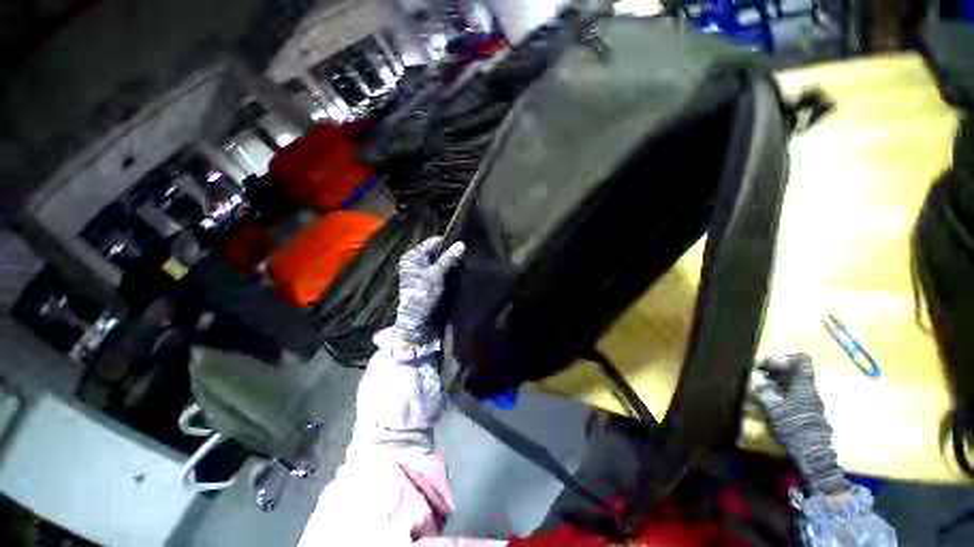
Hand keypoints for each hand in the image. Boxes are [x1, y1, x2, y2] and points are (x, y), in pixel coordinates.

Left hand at [393, 237, 465, 342]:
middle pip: (438, 252)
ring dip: (453, 263)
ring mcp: (424, 273)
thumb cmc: (423, 296)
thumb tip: (461, 244)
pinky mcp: (431, 283)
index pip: (433, 242)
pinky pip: (443, 272)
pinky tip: (462, 272)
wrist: (419, 323)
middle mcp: (417, 263)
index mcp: (412, 257)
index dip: (448, 242)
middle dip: (451, 253)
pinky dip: (451, 272)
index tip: (464, 242)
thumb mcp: (436, 275)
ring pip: (442, 262)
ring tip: (467, 262)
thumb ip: (448, 259)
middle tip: (468, 253)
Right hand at [751, 354, 849, 494]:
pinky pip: (792, 394)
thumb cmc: (793, 426)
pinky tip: (767, 400)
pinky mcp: (806, 411)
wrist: (812, 453)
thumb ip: (762, 391)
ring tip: (758, 387)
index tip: (765, 365)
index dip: (782, 358)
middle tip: (756, 374)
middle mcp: (809, 389)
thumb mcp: (773, 408)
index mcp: (803, 384)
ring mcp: (809, 401)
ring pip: (792, 383)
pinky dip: (779, 392)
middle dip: (774, 370)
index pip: (801, 360)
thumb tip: (753, 380)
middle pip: (794, 371)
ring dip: (775, 382)